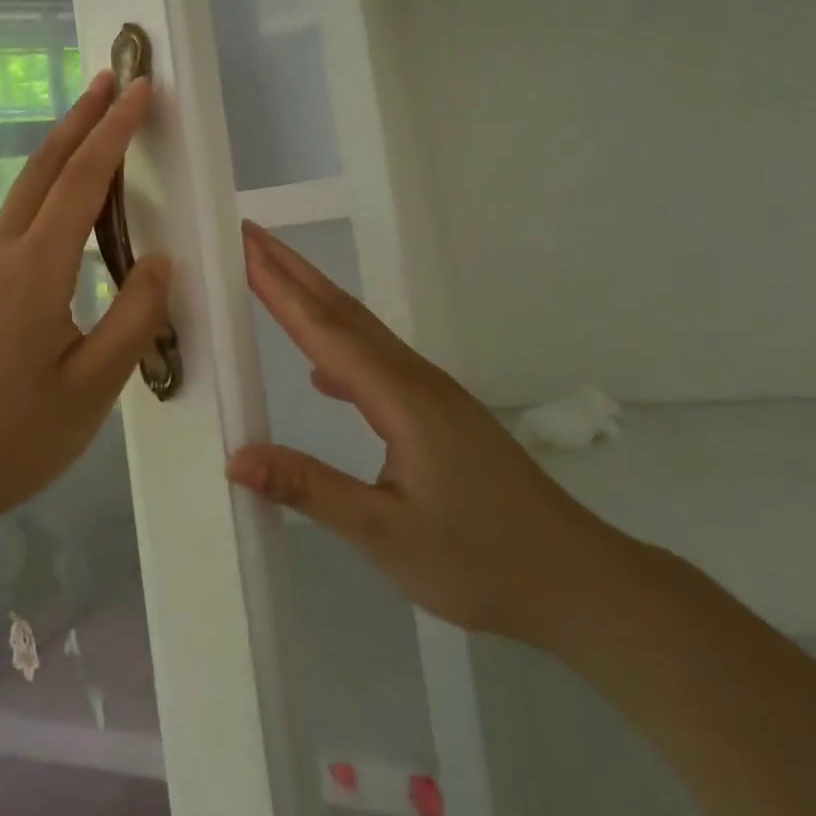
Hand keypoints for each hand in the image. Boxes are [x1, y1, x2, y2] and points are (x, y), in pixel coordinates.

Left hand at [0, 71, 172, 562]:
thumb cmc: (11, 440)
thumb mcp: (91, 389)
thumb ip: (133, 319)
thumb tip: (162, 261)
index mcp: (34, 271)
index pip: (82, 182)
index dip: (113, 132)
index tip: (138, 90)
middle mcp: (0, 255)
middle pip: (43, 169)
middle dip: (79, 120)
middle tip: (109, 80)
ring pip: (24, 193)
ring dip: (60, 152)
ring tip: (92, 128)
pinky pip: (15, 222)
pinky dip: (46, 190)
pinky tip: (63, 208)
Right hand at [226, 221, 621, 647]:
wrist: (577, 580)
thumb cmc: (481, 559)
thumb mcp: (386, 535)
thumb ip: (310, 490)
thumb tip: (237, 458)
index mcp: (401, 398)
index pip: (325, 330)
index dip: (280, 288)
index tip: (243, 246)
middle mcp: (414, 378)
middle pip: (343, 311)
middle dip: (292, 269)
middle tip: (248, 234)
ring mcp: (430, 392)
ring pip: (361, 330)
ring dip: (314, 297)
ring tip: (271, 276)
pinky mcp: (438, 411)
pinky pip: (376, 361)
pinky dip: (338, 344)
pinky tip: (319, 369)